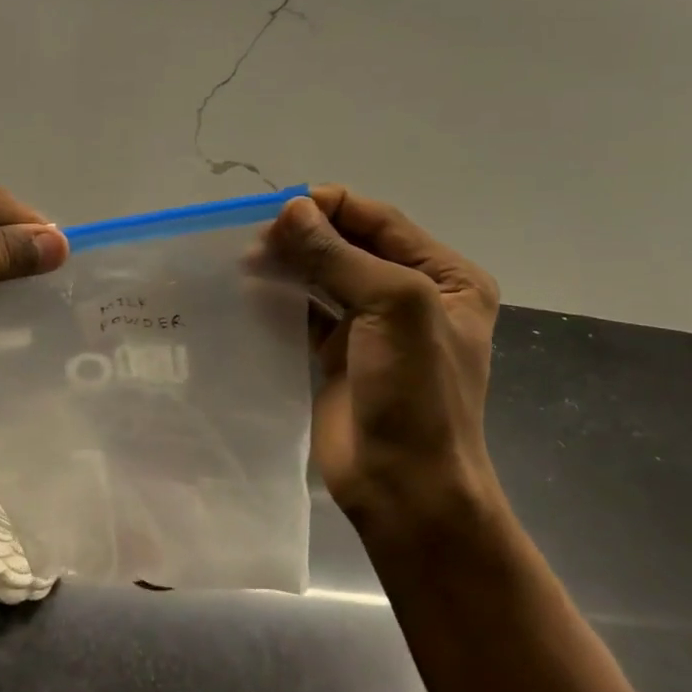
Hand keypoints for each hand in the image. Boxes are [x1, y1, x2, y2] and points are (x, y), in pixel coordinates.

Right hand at [263, 187, 503, 537]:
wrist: (405, 484)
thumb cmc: (415, 392)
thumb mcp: (393, 308)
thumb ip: (340, 256)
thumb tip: (290, 209)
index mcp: (445, 276)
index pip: (380, 220)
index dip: (331, 207)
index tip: (279, 208)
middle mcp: (412, 294)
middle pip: (350, 245)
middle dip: (305, 234)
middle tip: (254, 237)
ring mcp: (373, 326)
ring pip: (324, 276)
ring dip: (289, 263)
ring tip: (246, 259)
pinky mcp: (338, 354)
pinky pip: (306, 312)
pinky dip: (281, 297)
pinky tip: (251, 289)